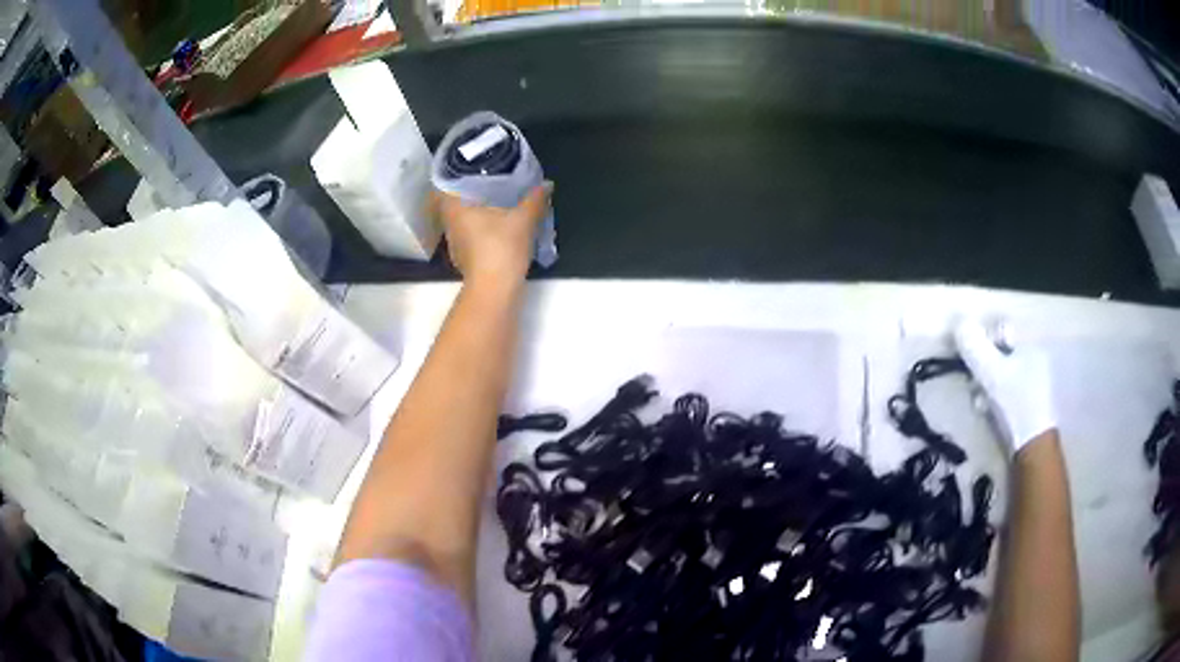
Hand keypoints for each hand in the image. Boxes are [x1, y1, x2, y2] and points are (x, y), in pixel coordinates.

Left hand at [435, 184, 551, 288]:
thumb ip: (534, 200)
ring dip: (474, 211)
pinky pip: (469, 235)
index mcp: (455, 209)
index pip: (443, 185)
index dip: (453, 175)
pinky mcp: (464, 258)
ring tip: (494, 201)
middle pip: (452, 202)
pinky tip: (495, 226)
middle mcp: (450, 224)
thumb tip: (547, 184)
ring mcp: (455, 244)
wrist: (494, 291)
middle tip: (487, 181)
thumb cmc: (501, 248)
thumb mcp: (523, 220)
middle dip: (467, 192)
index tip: (469, 168)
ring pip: (460, 220)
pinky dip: (479, 228)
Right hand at [954, 319, 1056, 455]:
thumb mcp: (991, 373)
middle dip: (983, 366)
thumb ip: (975, 348)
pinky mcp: (1029, 400)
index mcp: (1029, 343)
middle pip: (999, 352)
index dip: (982, 342)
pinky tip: (988, 409)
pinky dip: (995, 396)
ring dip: (986, 383)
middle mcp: (1034, 356)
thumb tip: (959, 322)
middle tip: (973, 383)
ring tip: (979, 402)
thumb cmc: (1015, 403)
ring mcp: (1033, 379)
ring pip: (1001, 372)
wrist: (1032, 446)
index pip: (999, 330)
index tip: (969, 359)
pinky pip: (1006, 389)